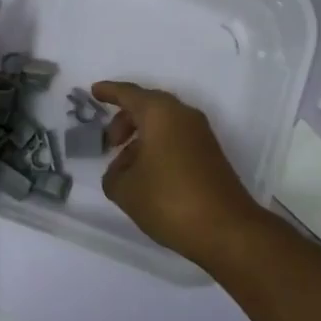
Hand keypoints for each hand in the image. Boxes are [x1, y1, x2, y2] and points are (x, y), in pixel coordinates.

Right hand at [91, 81, 267, 266]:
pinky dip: (158, 147)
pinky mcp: (210, 154)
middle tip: (110, 143)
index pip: (129, 94)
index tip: (94, 91)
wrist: (226, 229)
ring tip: (126, 167)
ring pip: (164, 123)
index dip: (109, 92)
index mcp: (160, 113)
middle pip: (148, 106)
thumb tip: (121, 170)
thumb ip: (113, 174)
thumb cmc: (169, 200)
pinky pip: (176, 138)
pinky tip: (148, 175)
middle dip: (125, 119)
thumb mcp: (126, 190)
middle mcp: (183, 115)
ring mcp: (201, 134)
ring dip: (142, 137)